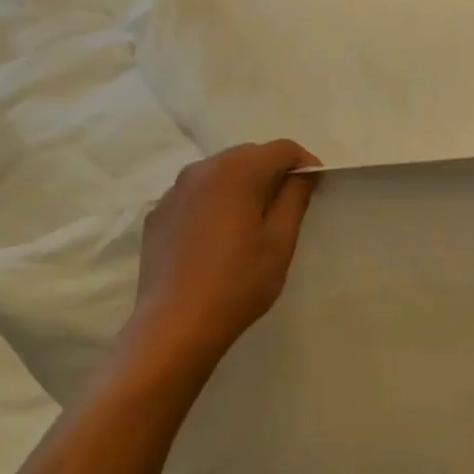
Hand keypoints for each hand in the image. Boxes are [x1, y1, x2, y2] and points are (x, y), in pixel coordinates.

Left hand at [124, 140, 320, 375]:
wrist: (175, 324)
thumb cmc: (238, 282)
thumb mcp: (280, 240)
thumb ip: (295, 197)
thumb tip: (304, 172)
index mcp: (237, 171)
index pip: (282, 149)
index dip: (304, 163)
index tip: (315, 187)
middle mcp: (201, 169)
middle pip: (248, 155)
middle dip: (272, 172)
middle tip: (288, 206)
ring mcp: (174, 191)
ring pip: (219, 173)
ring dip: (242, 186)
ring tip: (252, 222)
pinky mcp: (158, 214)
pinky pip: (196, 195)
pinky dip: (215, 203)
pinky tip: (218, 238)